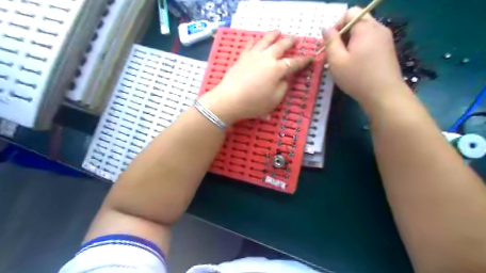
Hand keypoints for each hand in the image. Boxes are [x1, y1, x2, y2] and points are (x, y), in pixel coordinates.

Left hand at [199, 30, 312, 124]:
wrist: (230, 99)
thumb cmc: (254, 103)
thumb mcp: (274, 100)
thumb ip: (283, 87)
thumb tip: (285, 79)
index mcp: (278, 70)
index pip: (294, 63)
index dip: (304, 60)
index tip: (311, 57)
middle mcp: (267, 58)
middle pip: (281, 46)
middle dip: (290, 41)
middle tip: (295, 38)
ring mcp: (253, 55)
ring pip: (265, 41)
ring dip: (273, 35)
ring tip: (278, 31)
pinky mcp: (242, 57)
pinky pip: (250, 45)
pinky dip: (254, 41)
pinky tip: (255, 40)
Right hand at [324, 6, 406, 110]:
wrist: (384, 94)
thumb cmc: (357, 77)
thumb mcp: (337, 60)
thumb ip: (330, 41)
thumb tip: (326, 28)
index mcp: (365, 27)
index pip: (350, 13)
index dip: (337, 26)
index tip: (331, 44)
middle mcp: (378, 28)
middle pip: (357, 21)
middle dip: (343, 35)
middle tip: (336, 54)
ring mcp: (385, 39)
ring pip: (364, 33)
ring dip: (351, 43)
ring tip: (345, 61)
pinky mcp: (388, 49)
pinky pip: (370, 41)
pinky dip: (360, 48)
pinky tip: (356, 64)